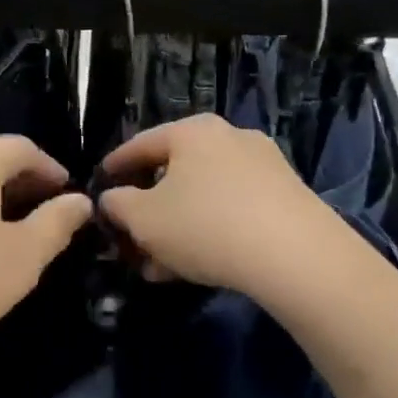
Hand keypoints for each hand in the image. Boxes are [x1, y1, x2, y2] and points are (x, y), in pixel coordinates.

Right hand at [96, 114, 342, 297]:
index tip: (100, 183)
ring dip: (177, 227)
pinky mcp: (287, 196)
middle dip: (149, 208)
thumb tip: (112, 198)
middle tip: (131, 236)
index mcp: (191, 131)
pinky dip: (209, 231)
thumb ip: (118, 205)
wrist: (296, 256)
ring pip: (204, 195)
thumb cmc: (205, 225)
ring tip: (160, 265)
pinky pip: (233, 209)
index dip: (115, 166)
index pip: (141, 144)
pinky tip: (197, 266)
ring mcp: (263, 165)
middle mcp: (229, 137)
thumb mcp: (144, 219)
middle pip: (175, 171)